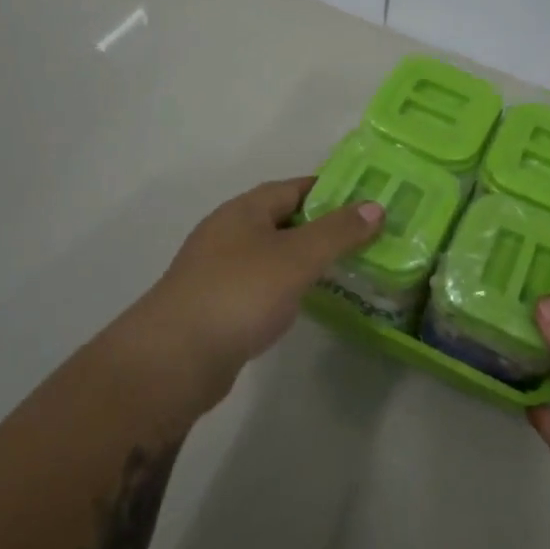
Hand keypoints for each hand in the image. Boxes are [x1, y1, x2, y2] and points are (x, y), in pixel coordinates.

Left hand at [138, 177, 382, 393]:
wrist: (174, 360)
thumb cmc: (239, 294)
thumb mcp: (297, 257)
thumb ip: (338, 232)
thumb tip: (375, 206)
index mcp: (244, 210)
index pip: (294, 187)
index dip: (331, 191)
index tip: (367, 201)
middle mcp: (228, 233)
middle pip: (283, 220)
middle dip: (323, 227)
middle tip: (366, 238)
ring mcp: (219, 271)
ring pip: (273, 255)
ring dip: (305, 259)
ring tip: (346, 269)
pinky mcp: (217, 307)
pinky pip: (262, 286)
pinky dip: (287, 287)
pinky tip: (306, 302)